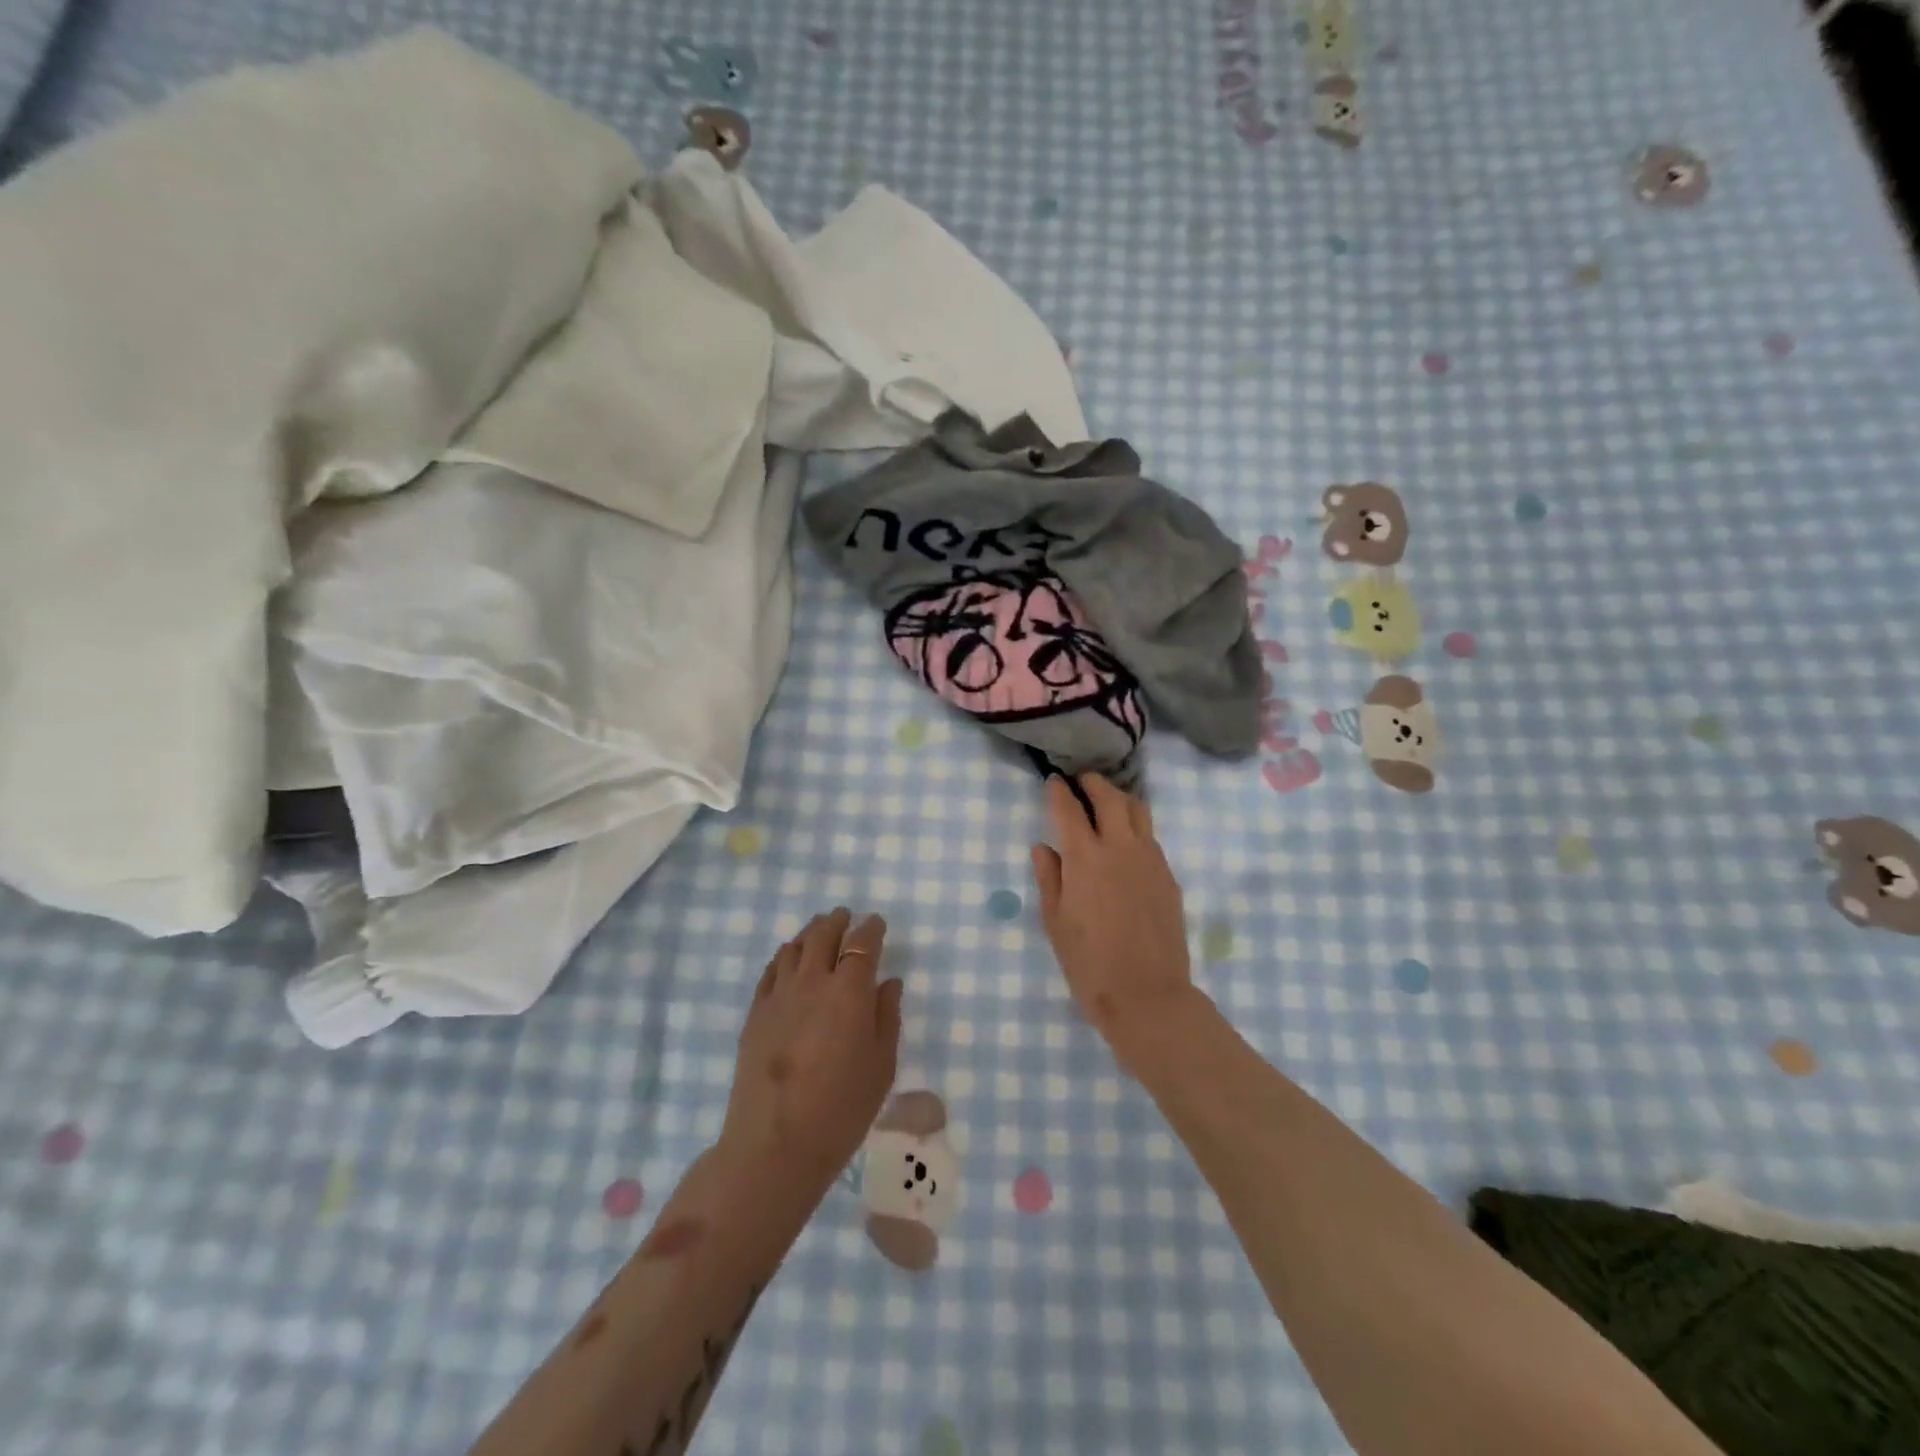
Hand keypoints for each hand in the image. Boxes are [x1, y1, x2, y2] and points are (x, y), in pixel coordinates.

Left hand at [722, 908, 903, 1187]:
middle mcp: (813, 982)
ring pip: (794, 947)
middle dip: (838, 921)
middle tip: (846, 917)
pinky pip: (771, 970)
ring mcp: (779, 995)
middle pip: (823, 934)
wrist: (775, 1144)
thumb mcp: (881, 1066)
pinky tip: (789, 961)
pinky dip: (785, 957)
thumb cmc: (842, 1109)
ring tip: (819, 932)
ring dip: (810, 933)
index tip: (877, 924)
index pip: (862, 944)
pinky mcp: (755, 1013)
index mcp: (850, 991)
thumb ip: (887, 1016)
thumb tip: (888, 982)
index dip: (872, 929)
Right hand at [1030, 776, 1197, 1056]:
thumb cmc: (1089, 964)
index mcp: (1085, 857)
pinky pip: (1150, 837)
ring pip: (1138, 810)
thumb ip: (1049, 878)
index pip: (1069, 808)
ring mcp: (1150, 858)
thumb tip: (1043, 847)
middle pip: (1109, 797)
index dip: (1058, 791)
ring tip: (1107, 803)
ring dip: (1119, 798)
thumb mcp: (1055, 923)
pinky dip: (1135, 827)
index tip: (1053, 781)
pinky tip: (1126, 843)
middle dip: (1092, 783)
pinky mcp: (1168, 875)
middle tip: (1081, 783)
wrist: (1147, 996)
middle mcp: (1119, 847)